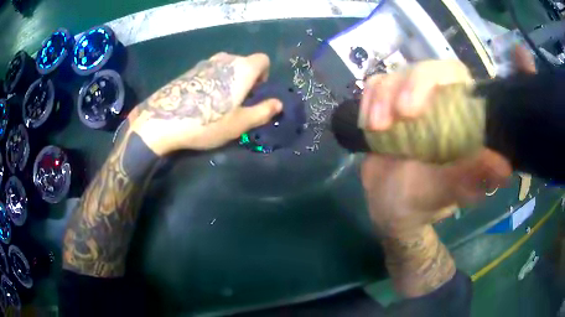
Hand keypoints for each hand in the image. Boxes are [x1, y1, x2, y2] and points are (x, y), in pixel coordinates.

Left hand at [131, 52, 281, 155]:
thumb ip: (262, 111)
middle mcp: (225, 59)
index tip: (255, 92)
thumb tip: (278, 104)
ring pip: (225, 67)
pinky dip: (211, 81)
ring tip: (217, 102)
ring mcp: (205, 63)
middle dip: (245, 79)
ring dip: (227, 80)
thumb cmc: (207, 122)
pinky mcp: (189, 70)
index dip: (263, 75)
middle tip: (237, 102)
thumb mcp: (240, 123)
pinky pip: (208, 71)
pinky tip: (200, 101)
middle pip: (243, 63)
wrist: (162, 120)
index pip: (263, 60)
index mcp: (242, 68)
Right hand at [361, 46, 534, 236]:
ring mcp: (417, 101)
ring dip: (385, 94)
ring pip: (402, 73)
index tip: (519, 55)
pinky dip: (371, 97)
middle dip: (416, 84)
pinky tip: (369, 122)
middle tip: (401, 115)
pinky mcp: (390, 103)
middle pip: (437, 69)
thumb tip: (503, 166)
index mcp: (468, 125)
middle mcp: (447, 106)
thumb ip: (468, 180)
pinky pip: (379, 84)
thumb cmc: (417, 204)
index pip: (483, 88)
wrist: (386, 206)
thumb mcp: (442, 195)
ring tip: (378, 127)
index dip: (504, 69)